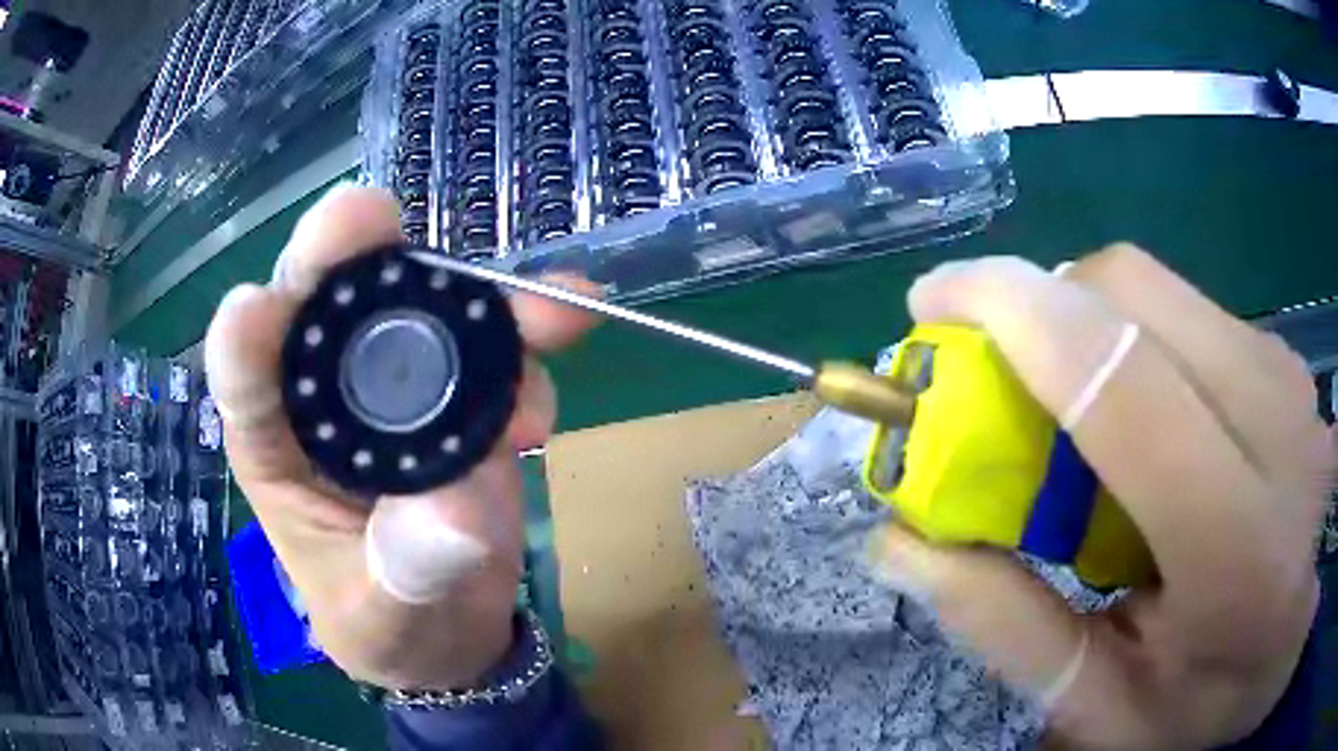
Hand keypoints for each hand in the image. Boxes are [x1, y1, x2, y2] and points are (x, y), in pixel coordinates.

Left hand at [204, 185, 596, 689]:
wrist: (451, 626)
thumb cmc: (389, 625)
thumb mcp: (388, 620)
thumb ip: (410, 574)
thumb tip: (458, 513)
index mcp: (275, 448)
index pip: (244, 381)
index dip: (245, 339)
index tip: (255, 310)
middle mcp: (326, 395)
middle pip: (324, 302)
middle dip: (347, 255)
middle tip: (370, 218)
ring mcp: (398, 382)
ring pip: (424, 304)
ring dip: (481, 297)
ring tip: (547, 322)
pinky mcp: (459, 385)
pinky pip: (492, 337)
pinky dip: (530, 325)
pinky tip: (566, 330)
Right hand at [869, 246, 1330, 748]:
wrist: (1288, 649)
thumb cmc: (1205, 700)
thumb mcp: (1099, 705)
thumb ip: (1006, 627)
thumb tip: (898, 541)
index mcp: (1238, 546)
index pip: (1119, 377)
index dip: (1011, 310)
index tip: (932, 305)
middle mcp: (1277, 428)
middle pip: (1130, 292)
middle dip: (1035, 304)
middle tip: (987, 370)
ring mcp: (1286, 377)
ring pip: (1151, 287)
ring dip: (1077, 321)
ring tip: (1059, 405)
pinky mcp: (1281, 357)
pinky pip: (1180, 306)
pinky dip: (1124, 334)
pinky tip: (1128, 408)